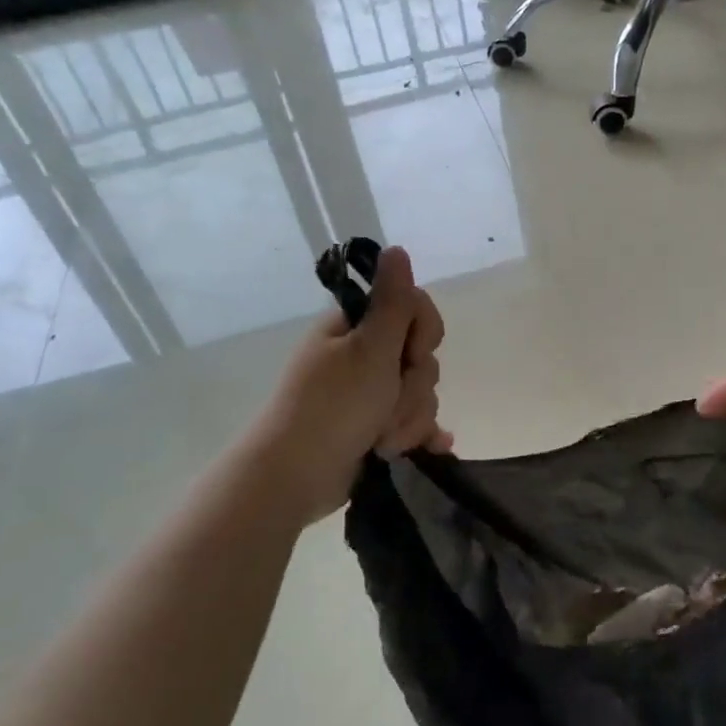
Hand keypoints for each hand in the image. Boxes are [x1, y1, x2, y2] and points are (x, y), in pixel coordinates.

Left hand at [246, 246, 450, 524]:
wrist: (295, 477)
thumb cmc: (333, 407)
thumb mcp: (369, 350)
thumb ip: (392, 302)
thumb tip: (396, 248)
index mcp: (356, 329)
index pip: (414, 309)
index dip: (424, 332)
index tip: (410, 353)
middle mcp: (363, 356)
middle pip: (421, 357)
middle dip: (413, 388)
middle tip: (386, 405)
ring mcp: (370, 395)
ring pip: (420, 394)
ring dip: (409, 419)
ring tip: (382, 441)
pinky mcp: (375, 428)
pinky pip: (416, 423)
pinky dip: (420, 435)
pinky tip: (430, 448)